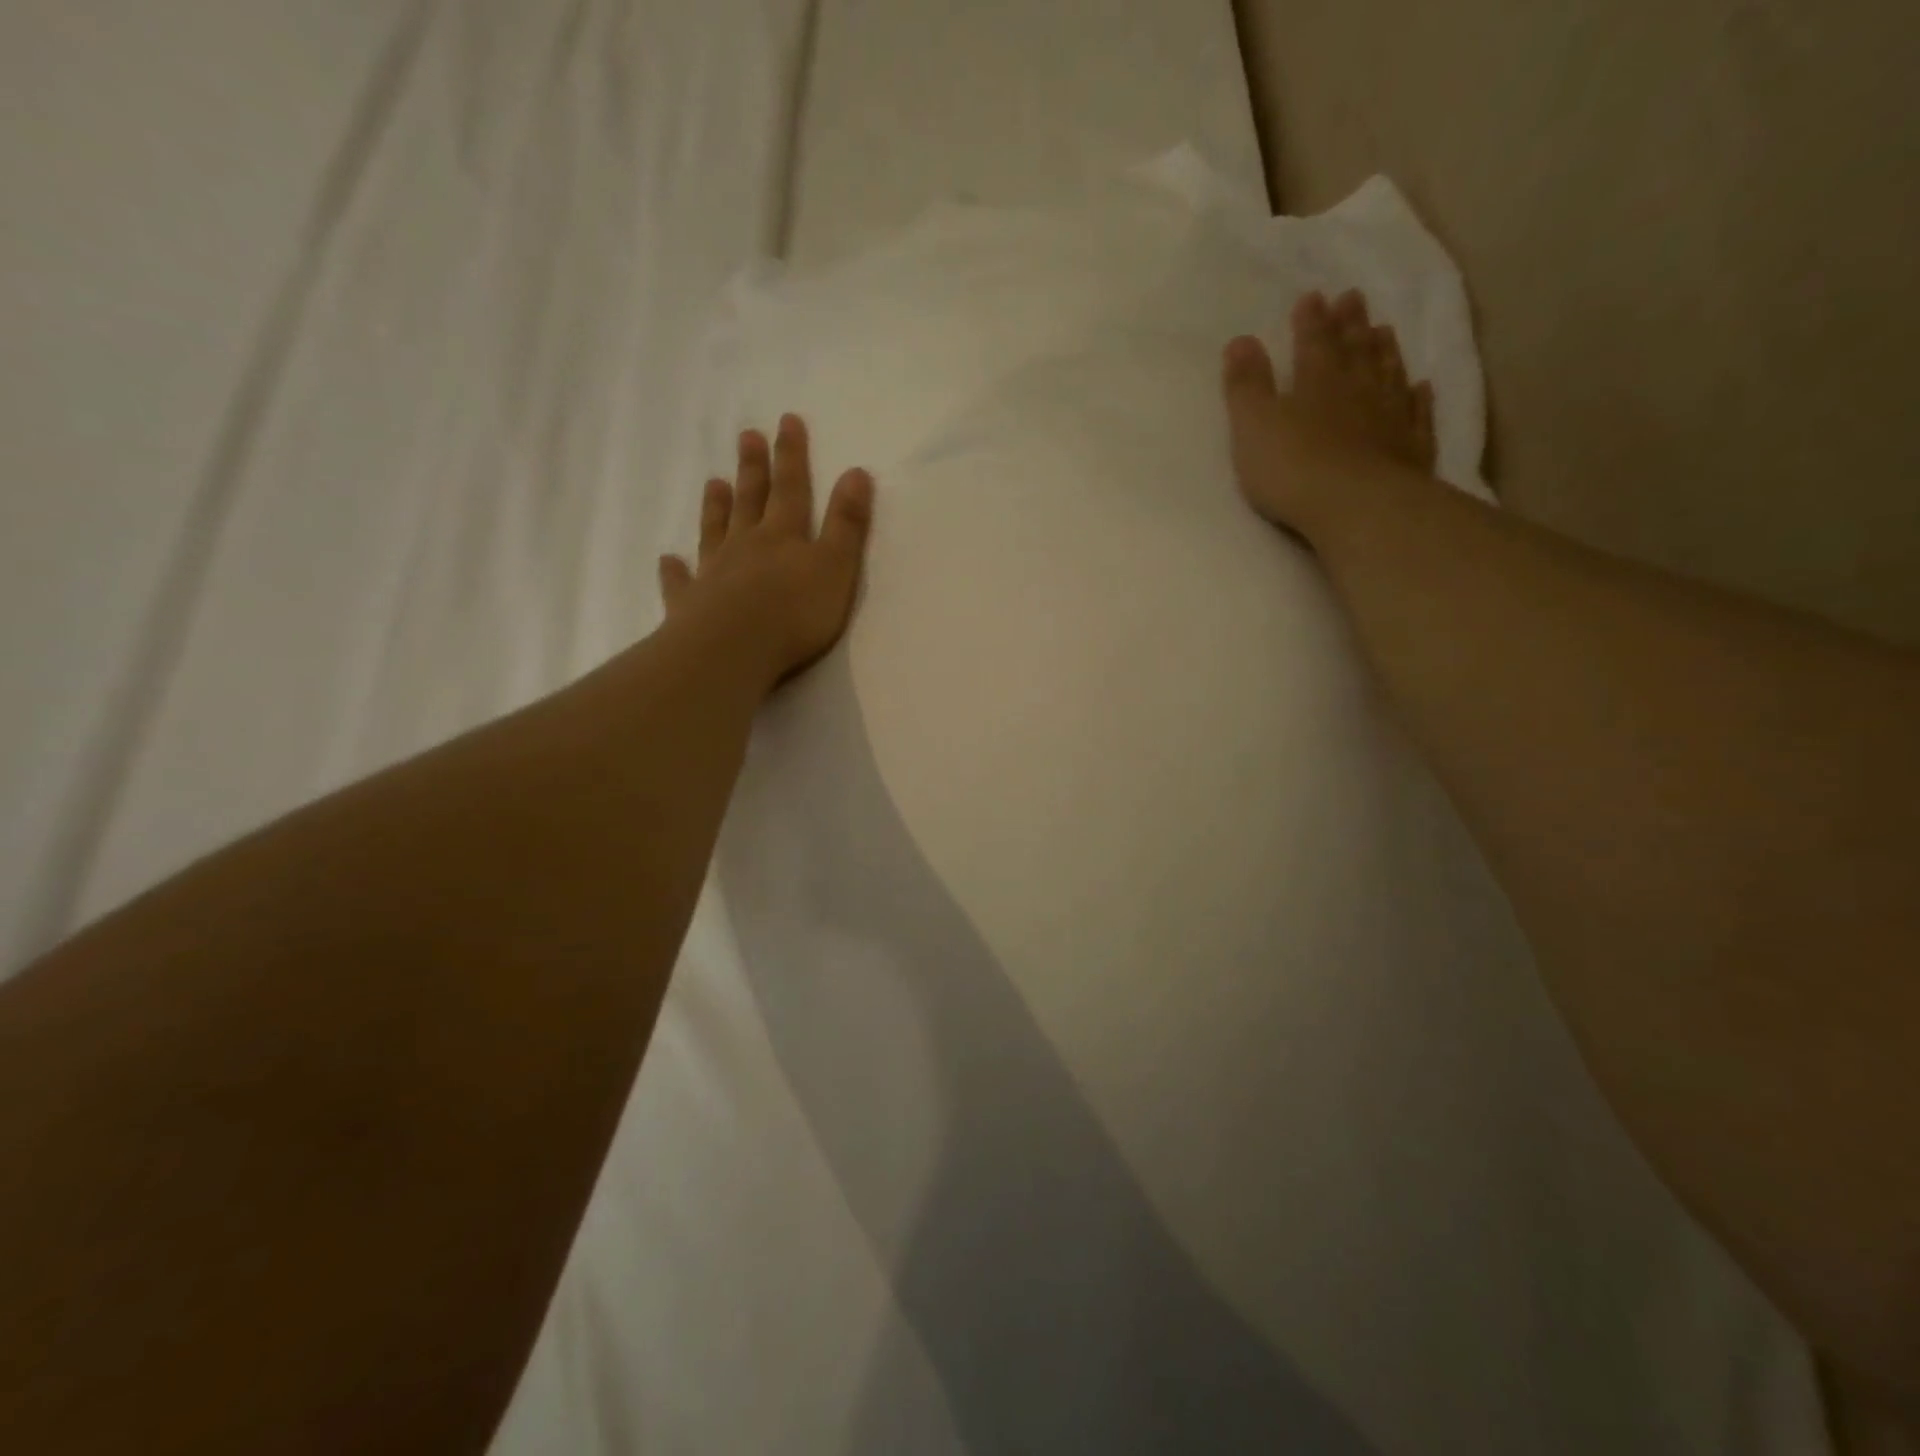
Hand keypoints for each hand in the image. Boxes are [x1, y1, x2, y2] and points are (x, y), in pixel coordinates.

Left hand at [658, 414, 874, 690]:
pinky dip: (675, 570)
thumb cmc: (795, 613)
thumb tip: (856, 472)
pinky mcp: (690, 604)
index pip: (792, 488)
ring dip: (717, 507)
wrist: (734, 649)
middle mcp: (746, 546)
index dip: (792, 455)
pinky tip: (668, 560)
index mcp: (784, 536)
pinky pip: (681, 582)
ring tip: (714, 482)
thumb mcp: (836, 567)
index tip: (786, 420)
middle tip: (747, 435)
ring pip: (715, 532)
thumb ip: (847, 523)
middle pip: (751, 500)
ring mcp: (714, 573)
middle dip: (753, 468)